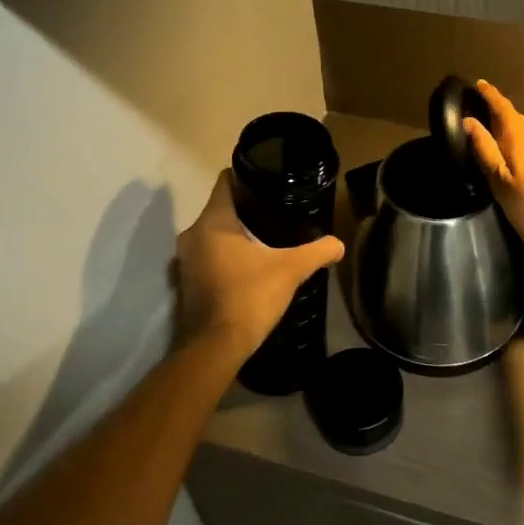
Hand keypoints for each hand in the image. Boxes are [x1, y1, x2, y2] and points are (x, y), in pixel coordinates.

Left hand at [174, 171, 344, 364]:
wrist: (216, 347)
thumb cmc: (249, 296)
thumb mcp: (291, 270)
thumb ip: (317, 251)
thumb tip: (339, 244)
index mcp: (213, 221)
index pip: (225, 182)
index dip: (247, 177)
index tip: (269, 182)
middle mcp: (193, 234)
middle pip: (221, 208)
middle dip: (246, 209)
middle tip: (277, 213)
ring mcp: (185, 260)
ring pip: (213, 234)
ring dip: (235, 235)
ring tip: (267, 239)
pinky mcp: (186, 282)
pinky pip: (208, 256)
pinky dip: (225, 256)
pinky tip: (249, 266)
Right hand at [462, 80, 523, 252]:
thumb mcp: (503, 185)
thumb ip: (486, 152)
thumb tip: (468, 120)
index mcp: (522, 138)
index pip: (503, 107)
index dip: (490, 95)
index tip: (479, 83)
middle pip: (520, 121)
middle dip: (503, 117)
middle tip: (486, 119)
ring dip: (520, 135)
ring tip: (507, 144)